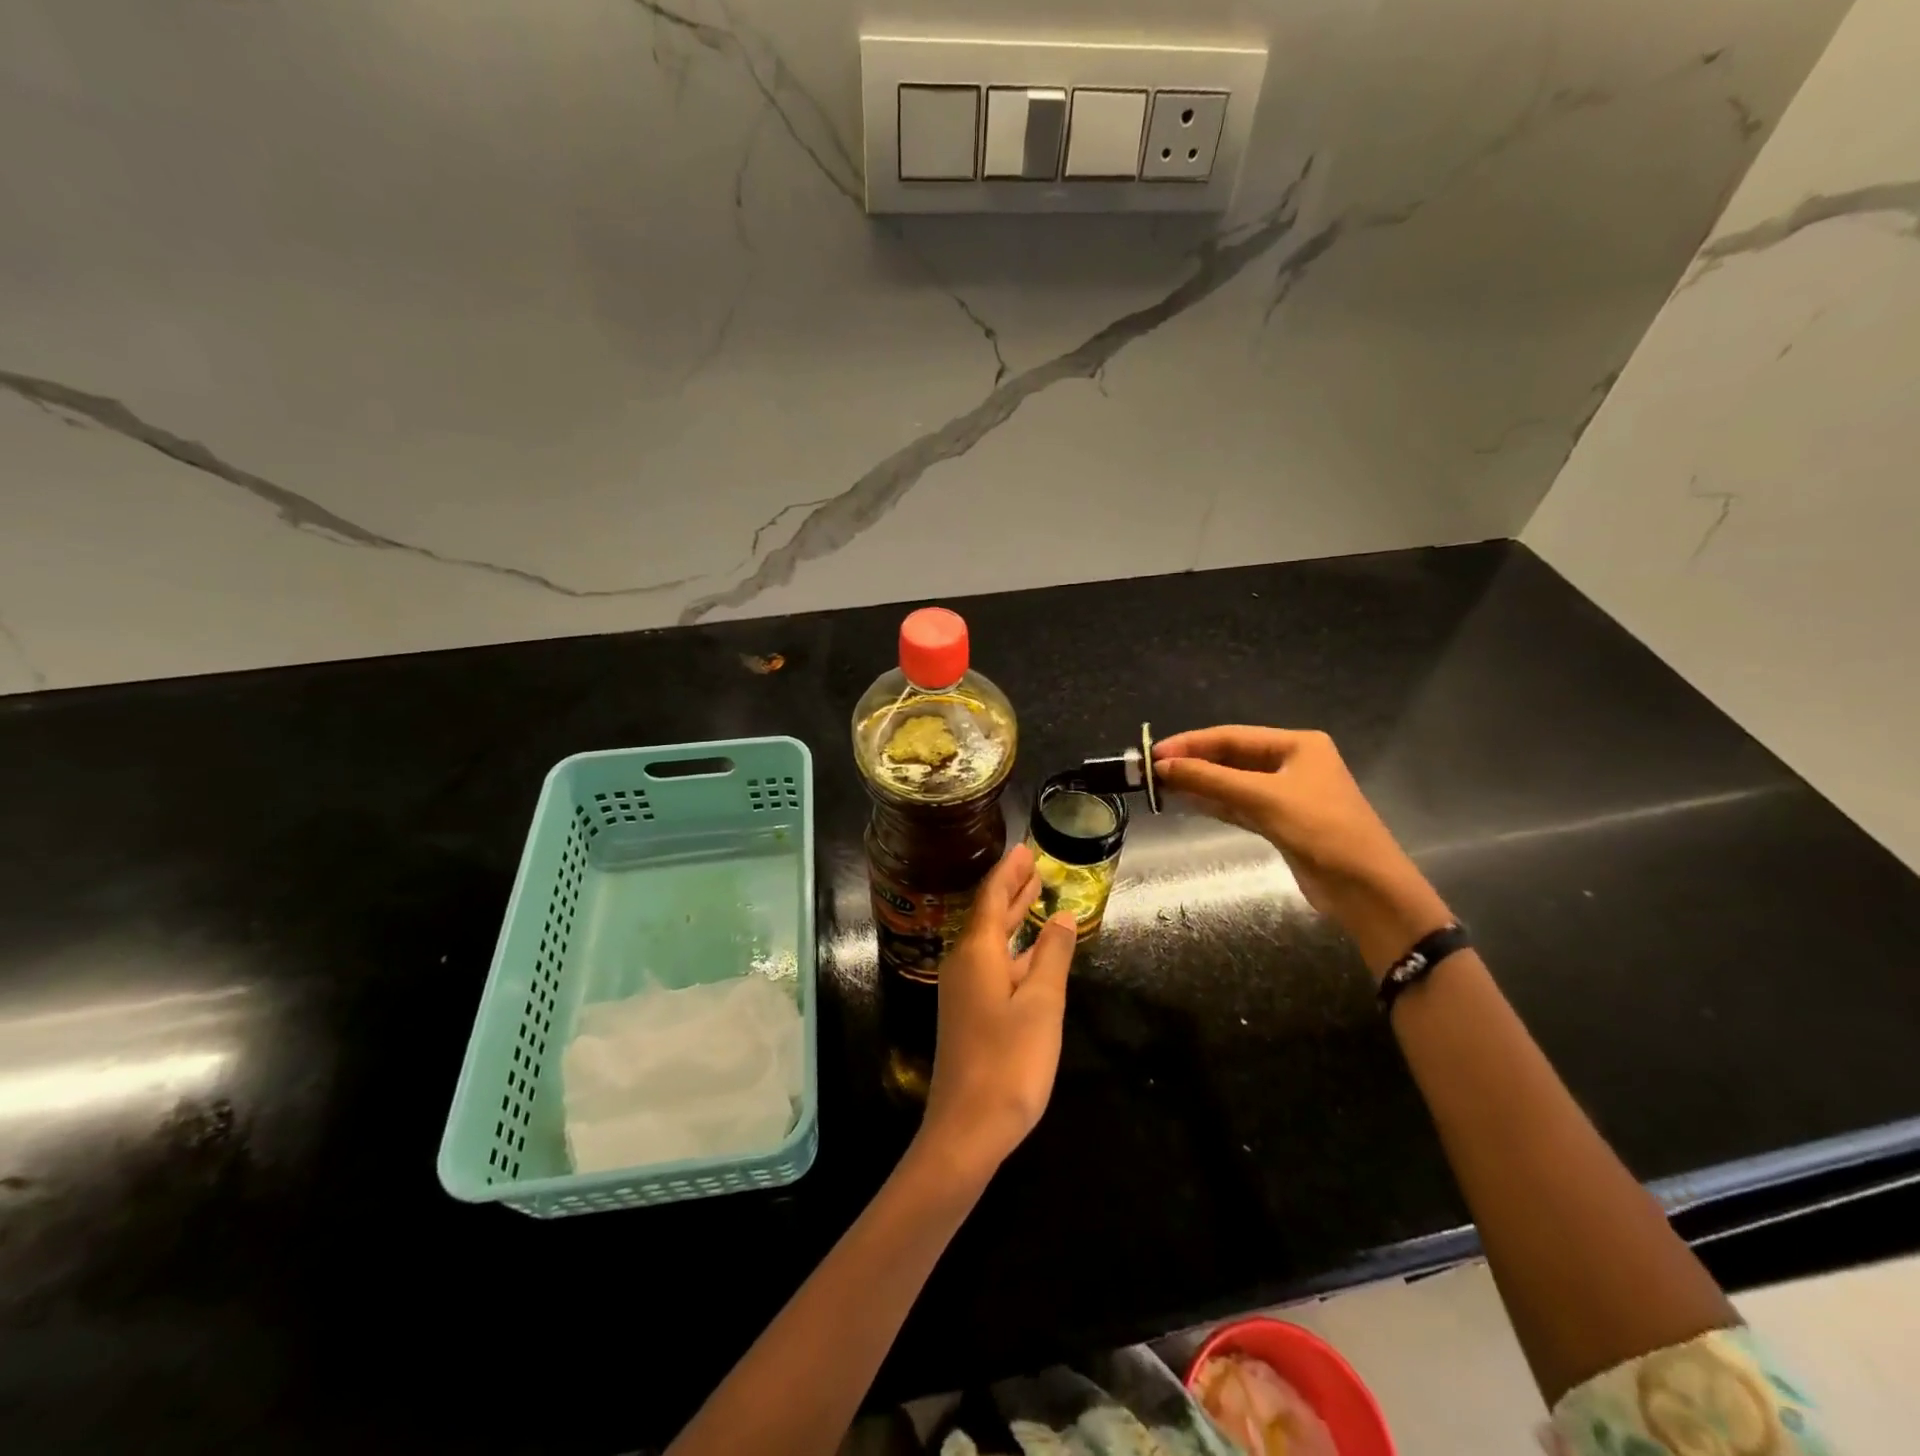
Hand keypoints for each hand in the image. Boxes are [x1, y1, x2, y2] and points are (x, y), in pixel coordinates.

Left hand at [918, 843, 1077, 1180]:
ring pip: (991, 942)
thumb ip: (1052, 955)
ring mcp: (963, 990)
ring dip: (1012, 918)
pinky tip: (1030, 953)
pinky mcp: (969, 1013)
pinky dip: (1013, 949)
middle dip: (1010, 890)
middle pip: (988, 915)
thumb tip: (1062, 915)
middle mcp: (965, 963)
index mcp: (978, 952)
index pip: (991, 897)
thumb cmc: (1009, 1061)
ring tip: (1034, 896)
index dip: (1009, 872)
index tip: (1024, 849)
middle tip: (1032, 865)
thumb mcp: (1042, 1004)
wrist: (967, 1128)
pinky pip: (992, 965)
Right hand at [1153, 726, 1452, 974]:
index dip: (1191, 743)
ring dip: (1200, 783)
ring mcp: (1286, 794)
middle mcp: (1292, 763)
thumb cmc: (1321, 830)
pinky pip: (1239, 805)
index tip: (1154, 754)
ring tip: (1161, 786)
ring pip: (1233, 782)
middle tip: (1153, 772)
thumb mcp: (1264, 799)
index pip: (1233, 736)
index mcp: (1297, 745)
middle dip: (1194, 763)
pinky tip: (1187, 801)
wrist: (1366, 888)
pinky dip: (1214, 803)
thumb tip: (1162, 766)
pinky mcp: (1280, 822)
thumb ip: (1211, 779)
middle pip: (1232, 757)